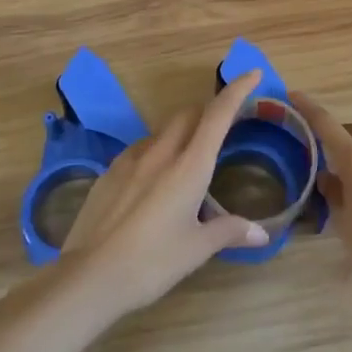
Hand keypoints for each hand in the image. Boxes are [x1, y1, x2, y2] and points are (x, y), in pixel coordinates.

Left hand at [59, 70, 270, 316]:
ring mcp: (130, 160)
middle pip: (189, 114)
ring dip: (182, 131)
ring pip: (162, 130)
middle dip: (208, 110)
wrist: (89, 277)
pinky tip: (154, 176)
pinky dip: (157, 150)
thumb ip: (230, 232)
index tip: (252, 74)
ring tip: (189, 156)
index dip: (237, 90)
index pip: (218, 115)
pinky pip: (140, 148)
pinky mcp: (109, 172)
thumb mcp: (197, 249)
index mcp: (189, 166)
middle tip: (224, 125)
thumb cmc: (151, 262)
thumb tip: (262, 233)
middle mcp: (161, 153)